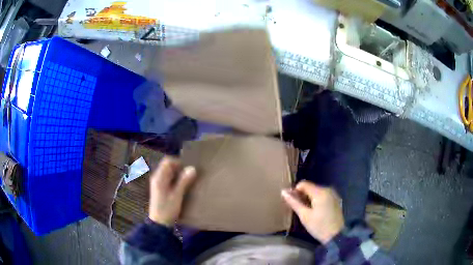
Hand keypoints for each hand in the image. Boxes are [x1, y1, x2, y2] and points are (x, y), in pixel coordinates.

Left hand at [149, 157, 196, 225]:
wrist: (159, 223)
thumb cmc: (167, 209)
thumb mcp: (177, 195)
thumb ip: (184, 181)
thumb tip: (192, 168)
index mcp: (159, 177)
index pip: (167, 161)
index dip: (178, 162)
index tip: (188, 168)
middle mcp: (157, 178)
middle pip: (168, 166)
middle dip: (179, 168)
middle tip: (191, 175)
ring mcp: (158, 184)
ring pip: (169, 173)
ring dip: (178, 175)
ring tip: (189, 180)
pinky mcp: (160, 189)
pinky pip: (168, 179)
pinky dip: (176, 180)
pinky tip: (183, 187)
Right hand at [281, 181, 343, 243]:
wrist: (336, 235)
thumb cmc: (319, 226)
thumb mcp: (304, 216)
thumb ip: (294, 202)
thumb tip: (283, 192)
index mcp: (320, 192)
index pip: (303, 184)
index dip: (295, 191)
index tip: (292, 202)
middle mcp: (327, 189)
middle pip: (310, 187)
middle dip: (302, 195)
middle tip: (298, 209)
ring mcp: (333, 194)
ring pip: (316, 191)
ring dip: (309, 198)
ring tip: (306, 211)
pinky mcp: (335, 199)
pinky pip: (323, 195)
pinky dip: (316, 200)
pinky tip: (315, 211)